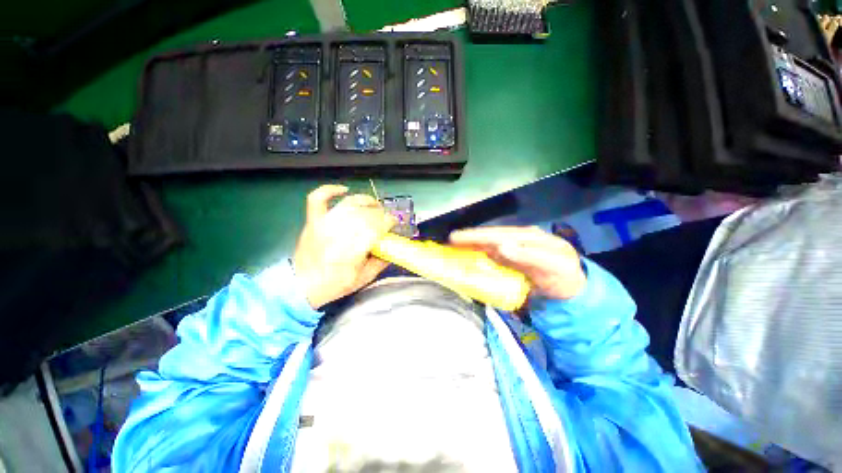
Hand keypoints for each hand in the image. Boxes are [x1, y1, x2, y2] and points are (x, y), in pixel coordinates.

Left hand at [293, 185, 395, 308]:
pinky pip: (318, 198)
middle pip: (364, 214)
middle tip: (384, 220)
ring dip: (364, 201)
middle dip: (379, 214)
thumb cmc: (333, 285)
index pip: (375, 227)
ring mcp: (323, 225)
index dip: (388, 222)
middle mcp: (337, 234)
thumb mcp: (361, 280)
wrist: (302, 285)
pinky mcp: (313, 221)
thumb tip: (392, 248)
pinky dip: (330, 190)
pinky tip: (344, 190)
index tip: (393, 224)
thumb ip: (379, 263)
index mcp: (351, 252)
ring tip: (373, 205)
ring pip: (348, 204)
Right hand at [449, 226, 585, 299]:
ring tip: (452, 254)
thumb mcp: (552, 265)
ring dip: (473, 251)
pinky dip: (482, 261)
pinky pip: (496, 261)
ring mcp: (517, 253)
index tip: (455, 238)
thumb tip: (500, 245)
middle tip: (446, 245)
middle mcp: (520, 241)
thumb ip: (528, 256)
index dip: (476, 236)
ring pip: (491, 249)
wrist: (573, 290)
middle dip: (470, 241)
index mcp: (529, 237)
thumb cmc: (564, 276)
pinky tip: (472, 265)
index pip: (498, 234)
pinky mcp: (516, 265)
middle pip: (491, 239)